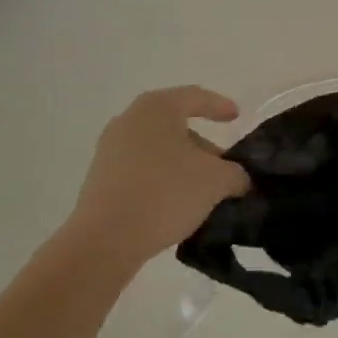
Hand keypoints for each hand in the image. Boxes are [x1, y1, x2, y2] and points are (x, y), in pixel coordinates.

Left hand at [69, 87, 249, 273]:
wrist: (104, 241)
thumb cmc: (165, 193)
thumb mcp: (216, 181)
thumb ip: (235, 174)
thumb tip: (238, 179)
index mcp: (158, 107)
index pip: (195, 97)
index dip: (220, 106)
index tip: (236, 118)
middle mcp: (130, 120)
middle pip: (175, 125)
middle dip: (202, 145)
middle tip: (223, 167)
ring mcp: (110, 150)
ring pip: (157, 149)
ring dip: (182, 165)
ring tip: (202, 190)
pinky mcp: (99, 179)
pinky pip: (140, 170)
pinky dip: (160, 179)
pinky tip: (174, 203)